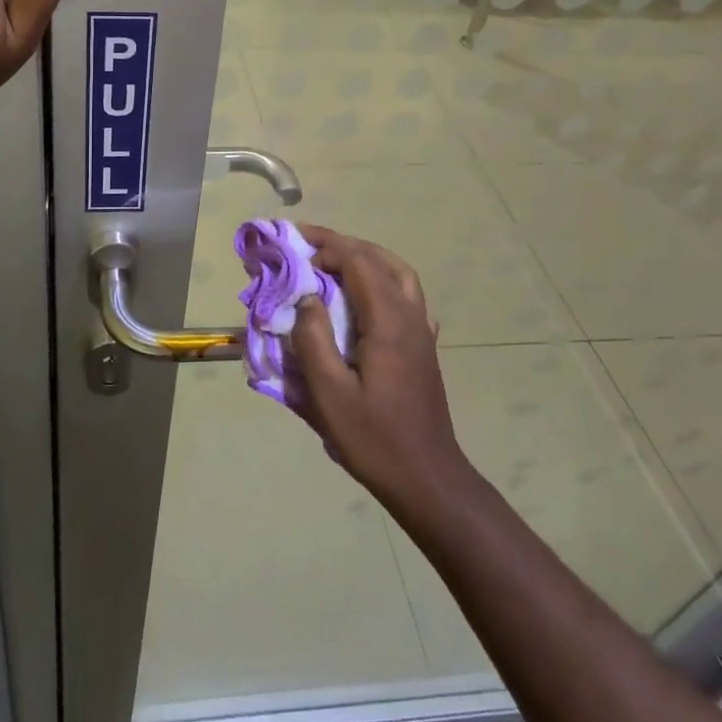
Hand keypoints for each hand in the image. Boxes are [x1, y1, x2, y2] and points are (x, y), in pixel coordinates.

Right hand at [289, 227, 471, 511]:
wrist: (428, 478)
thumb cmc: (374, 439)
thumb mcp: (330, 395)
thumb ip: (313, 340)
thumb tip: (307, 298)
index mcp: (388, 323)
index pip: (358, 263)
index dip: (326, 248)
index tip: (293, 246)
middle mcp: (410, 317)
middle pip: (379, 260)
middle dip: (342, 244)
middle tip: (307, 242)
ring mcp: (421, 330)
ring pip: (397, 273)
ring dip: (364, 257)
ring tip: (332, 260)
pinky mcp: (423, 346)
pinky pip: (405, 294)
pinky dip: (380, 279)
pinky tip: (363, 296)